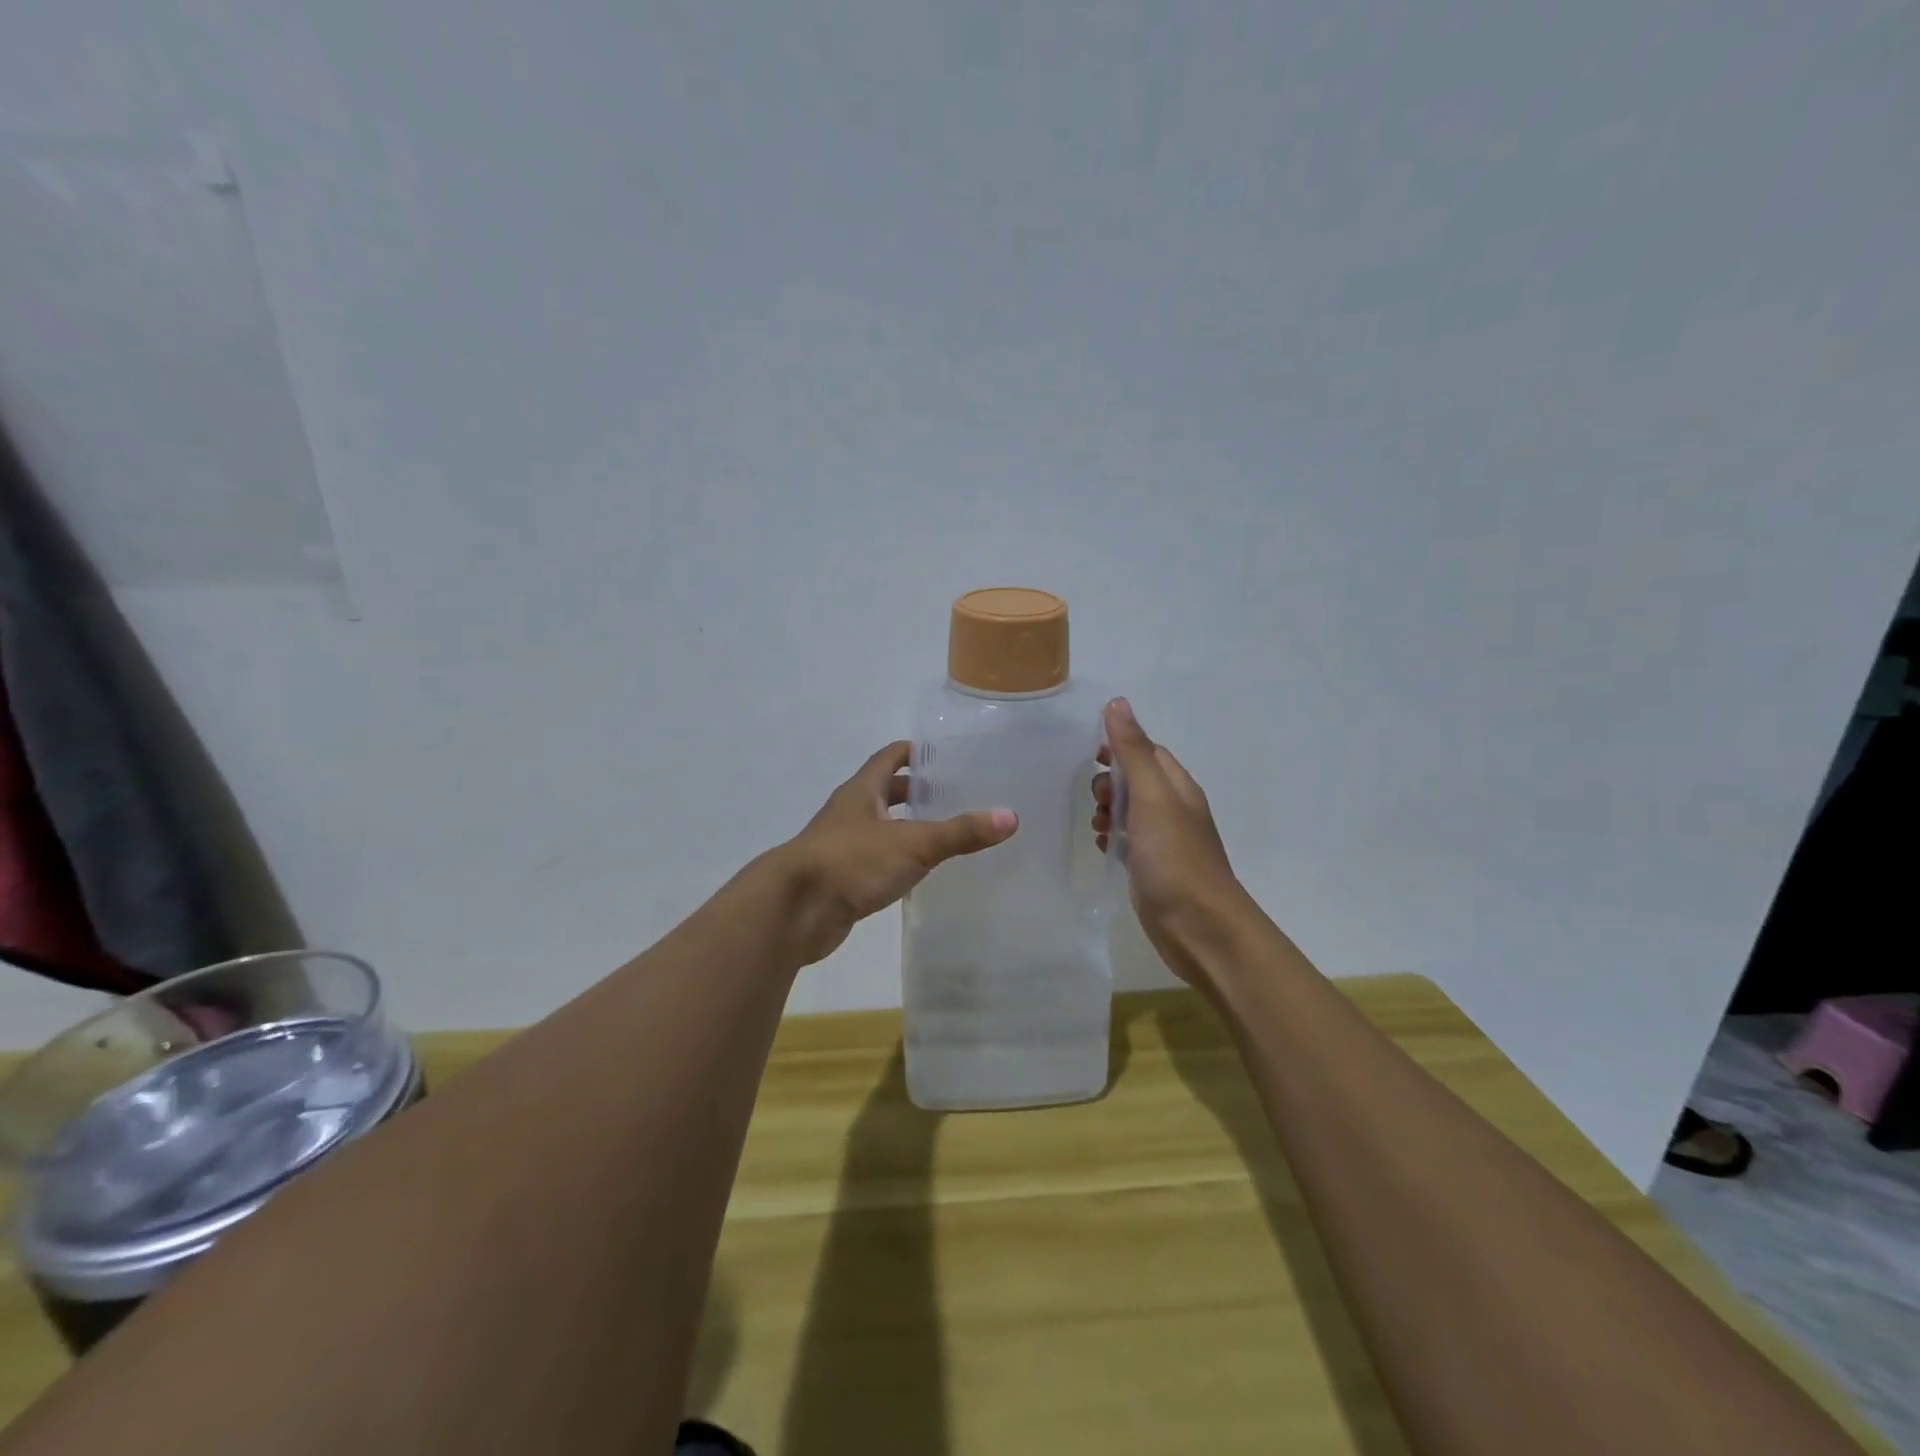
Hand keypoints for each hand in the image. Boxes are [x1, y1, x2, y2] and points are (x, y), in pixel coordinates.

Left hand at [777, 741, 1017, 964]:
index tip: (944, 754)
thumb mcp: (912, 844)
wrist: (794, 911)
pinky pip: (874, 862)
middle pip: (885, 792)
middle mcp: (850, 813)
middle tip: (954, 795)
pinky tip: (918, 873)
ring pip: (879, 828)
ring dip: (905, 828)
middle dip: (915, 792)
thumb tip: (1010, 817)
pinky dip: (896, 861)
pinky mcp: (841, 880)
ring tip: (944, 833)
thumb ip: (960, 832)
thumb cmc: (851, 862)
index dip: (914, 752)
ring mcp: (842, 847)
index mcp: (862, 791)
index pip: (889, 758)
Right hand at [1094, 699, 1249, 984]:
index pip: (1148, 751)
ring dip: (1108, 811)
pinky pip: (1126, 842)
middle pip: (1135, 781)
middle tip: (1097, 799)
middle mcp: (1173, 810)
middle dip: (1110, 783)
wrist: (1198, 927)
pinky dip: (1112, 839)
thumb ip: (1133, 752)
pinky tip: (1104, 848)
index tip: (1090, 755)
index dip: (1119, 747)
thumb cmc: (1175, 857)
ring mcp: (1163, 842)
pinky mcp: (1151, 869)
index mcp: (1178, 787)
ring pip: (1129, 813)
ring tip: (1097, 826)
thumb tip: (1117, 703)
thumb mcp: (1152, 797)